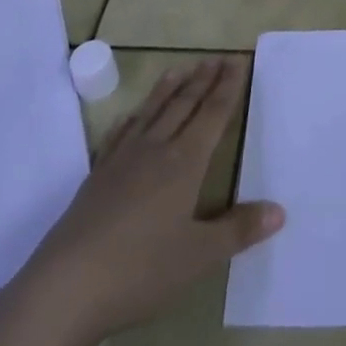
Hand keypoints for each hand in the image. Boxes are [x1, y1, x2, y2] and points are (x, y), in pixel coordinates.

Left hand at [8, 58, 283, 342]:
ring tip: (181, 67)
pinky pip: (120, 134)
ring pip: (152, 112)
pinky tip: (131, 115)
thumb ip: (238, 230)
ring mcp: (123, 160)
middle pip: (184, 105)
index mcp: (185, 163)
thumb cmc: (140, 271)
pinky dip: (132, 118)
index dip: (228, 88)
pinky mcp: (97, 176)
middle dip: (203, 81)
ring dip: (169, 89)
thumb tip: (279, 211)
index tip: (238, 61)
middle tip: (217, 57)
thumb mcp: (198, 257)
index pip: (213, 115)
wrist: (66, 287)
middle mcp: (156, 150)